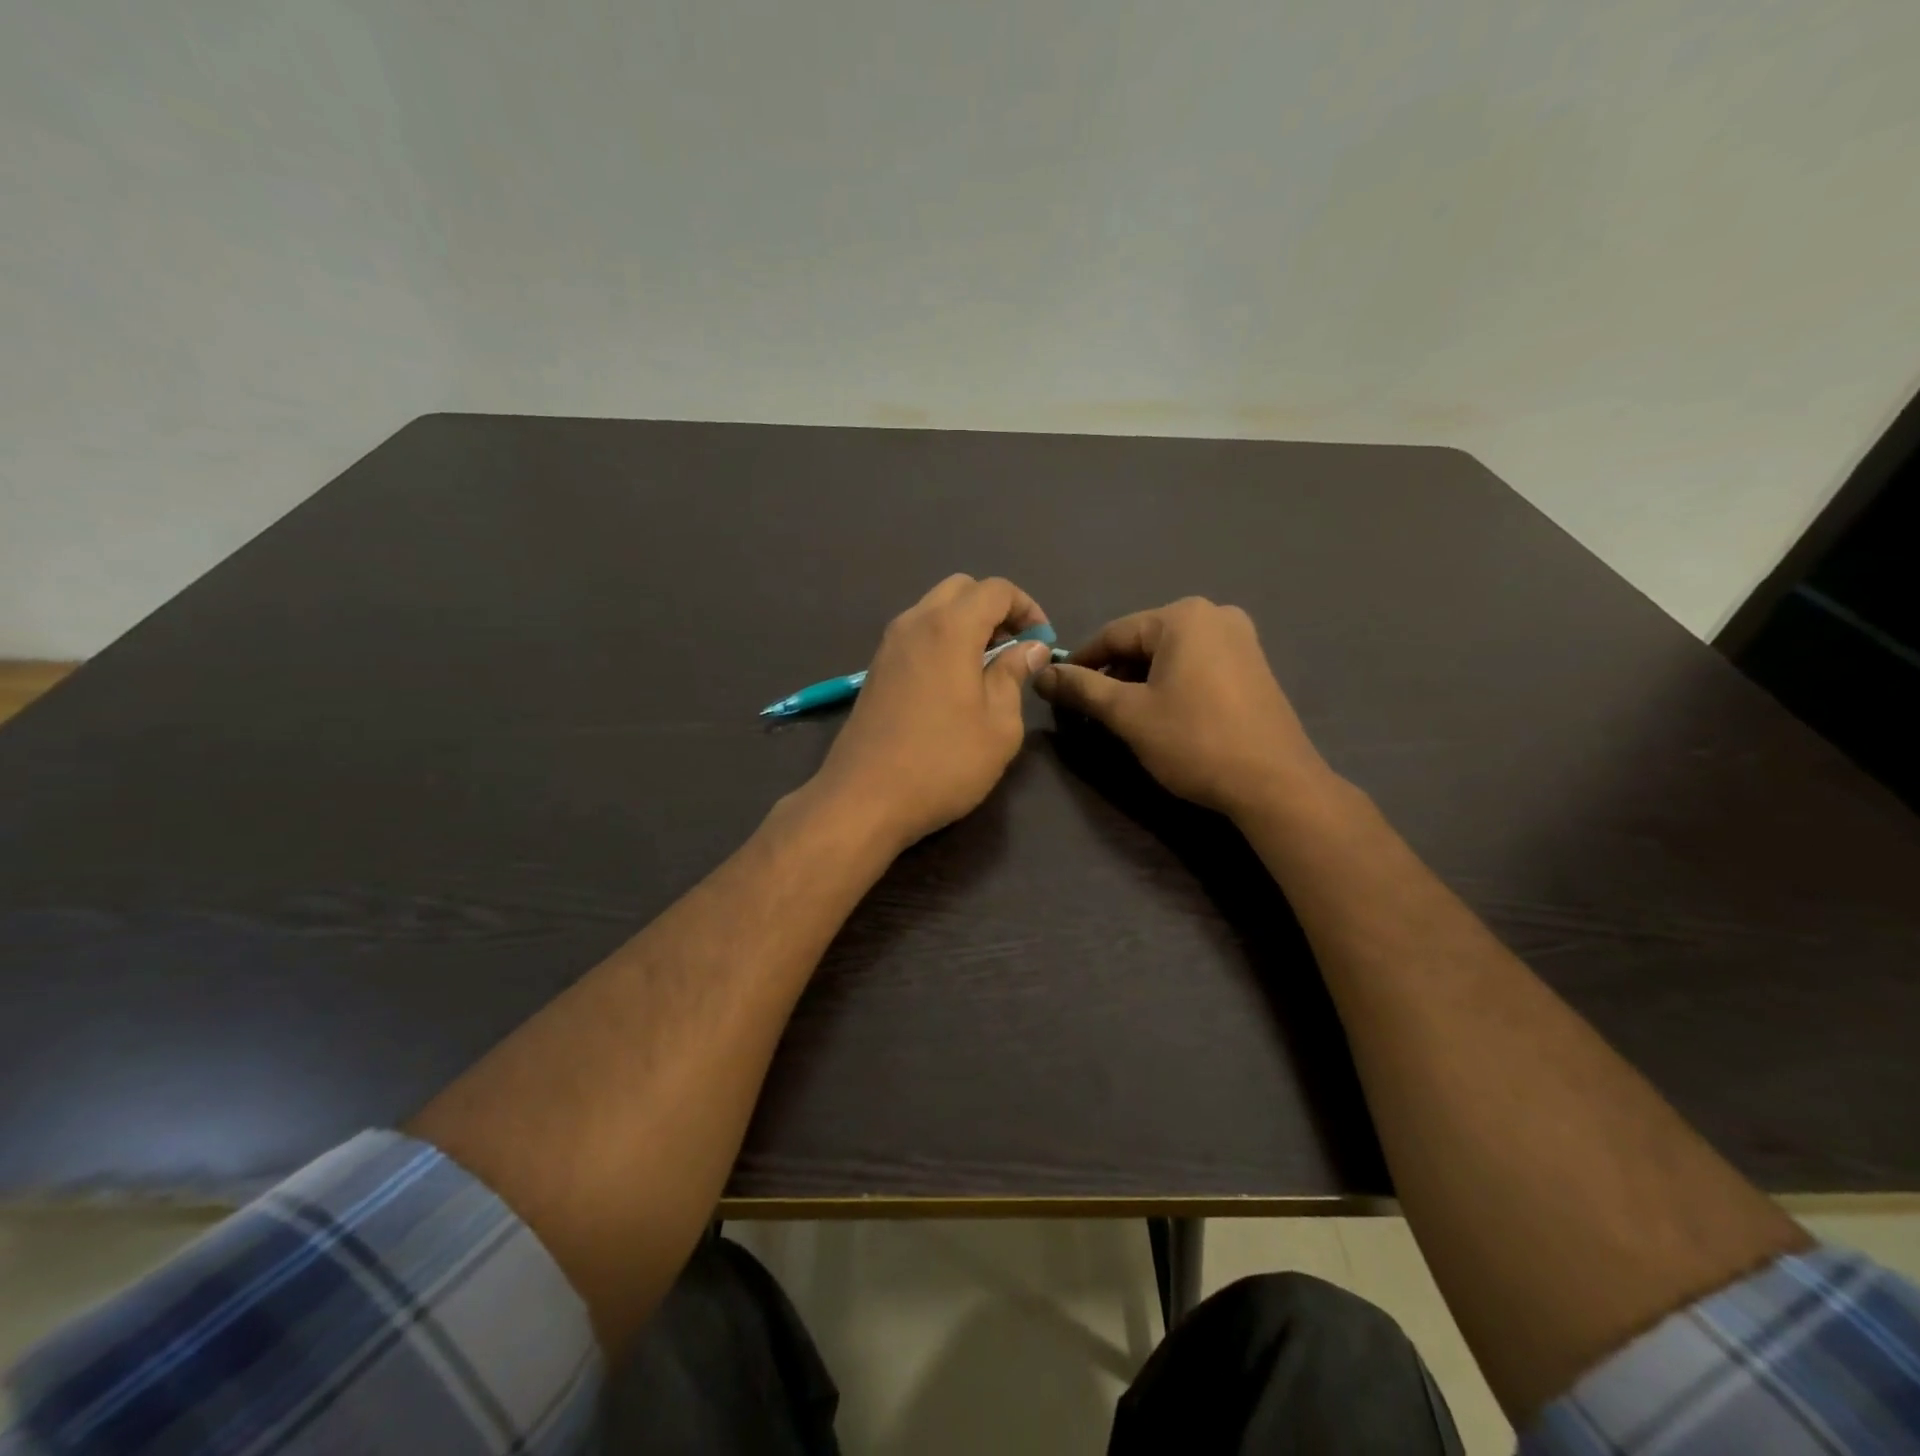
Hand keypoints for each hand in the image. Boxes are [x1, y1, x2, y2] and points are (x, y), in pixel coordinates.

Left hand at [810, 575, 1052, 849]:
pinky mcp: (876, 670)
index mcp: (949, 628)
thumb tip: (1029, 648)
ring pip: (934, 610)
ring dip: (966, 624)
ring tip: (989, 668)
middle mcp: (914, 624)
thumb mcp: (999, 725)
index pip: (995, 589)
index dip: (1027, 607)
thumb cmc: (943, 763)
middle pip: (960, 589)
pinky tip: (955, 683)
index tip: (1042, 641)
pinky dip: (942, 641)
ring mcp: (889, 646)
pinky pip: (916, 635)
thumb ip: (1014, 676)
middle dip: (995, 608)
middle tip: (1015, 648)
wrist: (864, 798)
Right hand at [1034, 597, 1333, 818]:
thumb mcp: (1128, 714)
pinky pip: (1197, 666)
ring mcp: (1241, 639)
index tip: (1057, 689)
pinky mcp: (1254, 666)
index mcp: (1183, 617)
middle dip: (1113, 674)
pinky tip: (1163, 715)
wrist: (1274, 783)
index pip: (1114, 634)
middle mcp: (1215, 615)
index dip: (1081, 662)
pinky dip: (1172, 684)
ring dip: (1141, 682)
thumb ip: (1082, 689)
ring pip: (1170, 656)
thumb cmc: (1194, 740)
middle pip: (1143, 642)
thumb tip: (1042, 675)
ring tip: (1123, 717)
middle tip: (1091, 710)